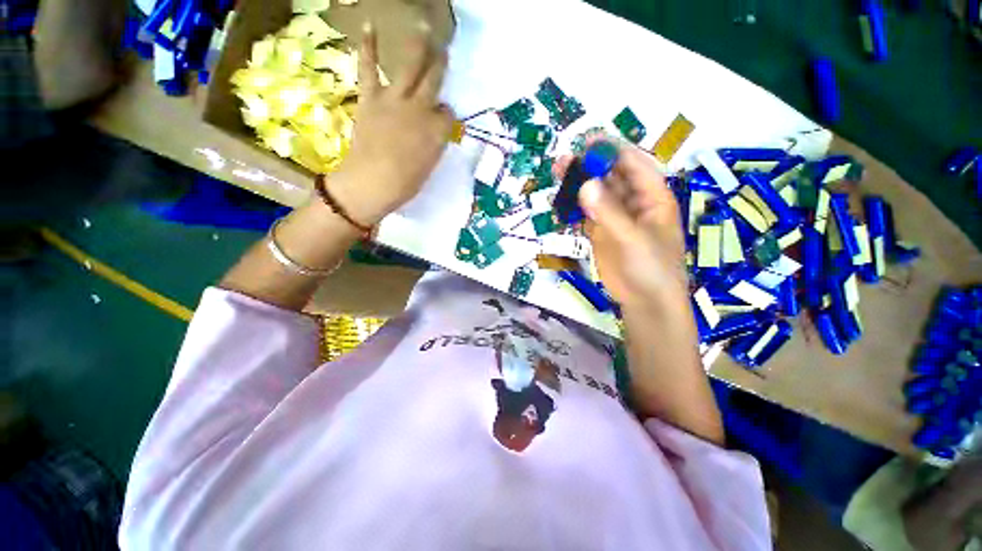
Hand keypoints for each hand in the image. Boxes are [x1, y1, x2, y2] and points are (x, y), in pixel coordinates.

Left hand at [330, 21, 454, 225]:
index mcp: (438, 130)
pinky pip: (369, 67)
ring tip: (423, 25)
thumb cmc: (406, 183)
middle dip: (441, 64)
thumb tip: (437, 130)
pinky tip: (370, 26)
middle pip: (435, 81)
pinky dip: (368, 47)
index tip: (444, 119)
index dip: (446, 115)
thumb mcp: (430, 166)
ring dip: (419, 45)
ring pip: (411, 66)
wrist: (373, 183)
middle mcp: (421, 109)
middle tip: (445, 48)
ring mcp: (396, 100)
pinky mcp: (372, 98)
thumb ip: (435, 143)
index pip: (448, 114)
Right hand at [555, 139, 687, 307]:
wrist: (645, 301)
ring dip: (577, 185)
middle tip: (564, 160)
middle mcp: (634, 202)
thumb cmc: (651, 268)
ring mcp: (615, 217)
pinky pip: (585, 214)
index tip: (588, 142)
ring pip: (595, 194)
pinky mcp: (600, 232)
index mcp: (653, 197)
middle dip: (589, 167)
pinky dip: (573, 208)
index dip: (612, 151)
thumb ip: (608, 212)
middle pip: (610, 177)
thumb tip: (584, 185)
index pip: (633, 165)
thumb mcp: (632, 238)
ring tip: (557, 175)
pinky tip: (559, 204)